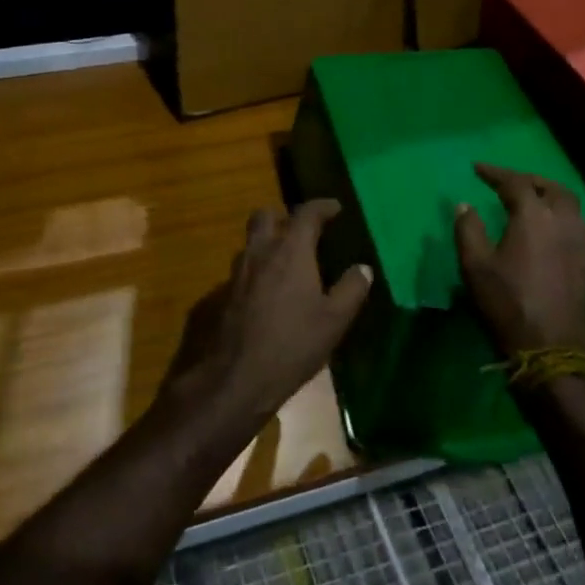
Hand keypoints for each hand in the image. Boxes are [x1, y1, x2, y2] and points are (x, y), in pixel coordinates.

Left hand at [163, 200, 373, 427]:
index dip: (322, 206)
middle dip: (284, 217)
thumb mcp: (334, 321)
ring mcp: (236, 273)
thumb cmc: (292, 344)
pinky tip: (266, 295)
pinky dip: (256, 272)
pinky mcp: (221, 295)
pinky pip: (241, 271)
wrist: (236, 378)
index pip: (306, 213)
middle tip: (303, 233)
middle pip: (265, 216)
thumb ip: (351, 289)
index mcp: (290, 251)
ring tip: (287, 264)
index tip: (335, 208)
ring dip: (268, 244)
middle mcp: (259, 252)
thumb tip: (363, 268)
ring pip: (250, 243)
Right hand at [454, 164, 584, 356]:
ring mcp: (583, 247)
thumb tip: (465, 205)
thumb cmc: (507, 303)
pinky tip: (557, 239)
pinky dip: (566, 227)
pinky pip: (581, 236)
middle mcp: (564, 223)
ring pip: (573, 209)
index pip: (516, 182)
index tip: (477, 168)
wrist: (551, 349)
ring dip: (553, 199)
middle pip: (554, 189)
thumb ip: (468, 229)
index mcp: (534, 216)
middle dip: (531, 180)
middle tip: (511, 182)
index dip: (495, 173)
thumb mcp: (475, 266)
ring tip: (535, 204)